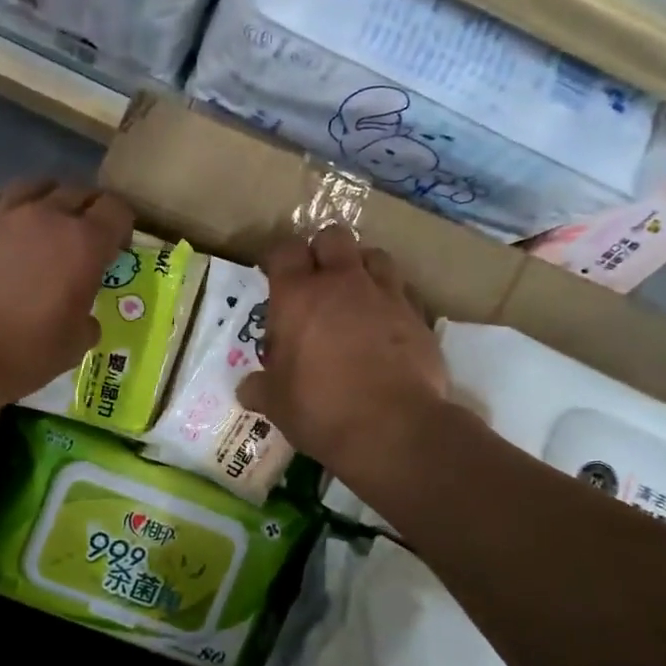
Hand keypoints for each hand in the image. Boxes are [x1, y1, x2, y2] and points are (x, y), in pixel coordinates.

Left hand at [0, 179, 133, 406]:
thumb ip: (87, 321)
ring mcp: (2, 213)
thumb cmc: (23, 351)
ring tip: (44, 222)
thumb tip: (84, 318)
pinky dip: (8, 210)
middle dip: (88, 210)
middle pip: (78, 191)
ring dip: (48, 200)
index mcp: (84, 243)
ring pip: (35, 185)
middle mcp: (46, 215)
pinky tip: (3, 231)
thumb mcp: (74, 346)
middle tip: (83, 237)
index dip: (122, 226)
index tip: (116, 248)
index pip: (116, 210)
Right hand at [237, 225, 456, 479]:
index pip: (284, 250)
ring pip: (375, 255)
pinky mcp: (417, 316)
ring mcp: (385, 295)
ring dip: (362, 267)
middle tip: (317, 280)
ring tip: (355, 294)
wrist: (393, 427)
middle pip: (333, 237)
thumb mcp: (276, 403)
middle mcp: (342, 283)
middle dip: (323, 251)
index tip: (276, 275)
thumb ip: (259, 388)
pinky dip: (391, 299)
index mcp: (298, 296)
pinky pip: (403, 291)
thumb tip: (247, 388)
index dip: (279, 258)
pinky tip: (386, 324)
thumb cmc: (320, 408)